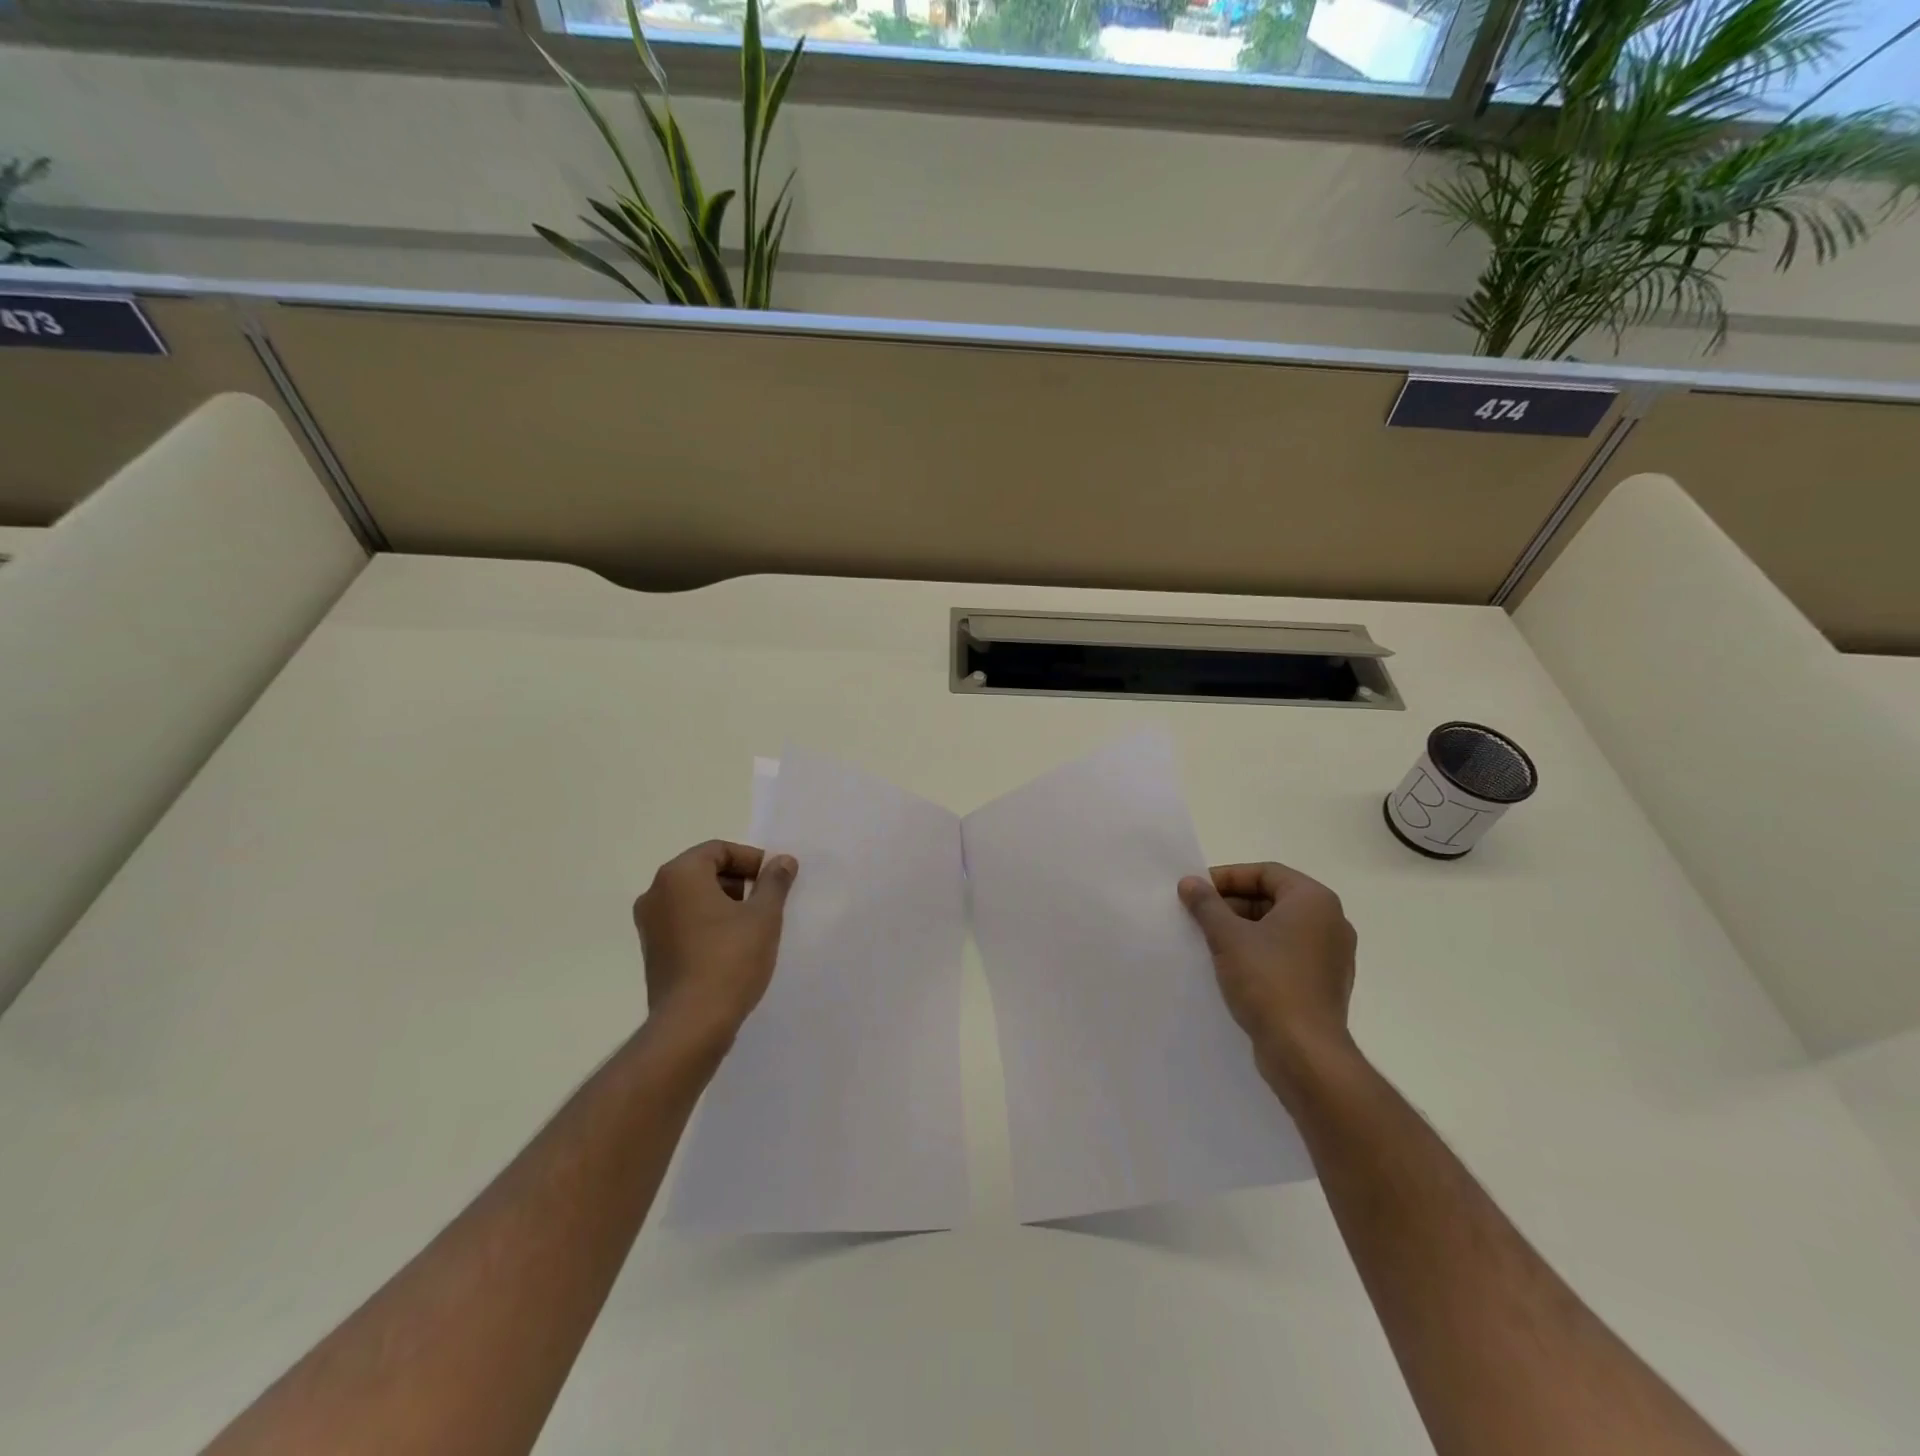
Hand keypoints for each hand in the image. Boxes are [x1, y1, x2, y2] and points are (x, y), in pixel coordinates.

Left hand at [634, 841, 796, 1044]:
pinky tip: (733, 947)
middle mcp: (656, 893)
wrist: (692, 1024)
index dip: (752, 860)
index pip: (719, 850)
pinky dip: (708, 924)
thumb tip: (782, 860)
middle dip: (739, 881)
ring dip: (725, 904)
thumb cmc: (730, 959)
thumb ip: (774, 882)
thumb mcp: (764, 916)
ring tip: (754, 926)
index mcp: (679, 875)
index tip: (776, 880)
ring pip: (693, 899)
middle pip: (704, 871)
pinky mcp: (653, 952)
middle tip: (768, 902)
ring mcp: (650, 925)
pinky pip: (684, 923)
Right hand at [1179, 862, 1357, 1100]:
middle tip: (1198, 915)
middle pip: (1273, 898)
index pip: (1266, 872)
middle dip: (1232, 904)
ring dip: (1242, 929)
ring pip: (1279, 928)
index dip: (1227, 877)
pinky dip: (1259, 952)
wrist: (1305, 1052)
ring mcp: (1331, 955)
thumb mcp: (1227, 936)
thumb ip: (1206, 904)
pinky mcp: (1324, 983)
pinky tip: (1231, 967)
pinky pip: (1287, 954)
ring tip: (1208, 940)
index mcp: (1314, 901)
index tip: (1197, 891)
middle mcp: (1331, 921)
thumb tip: (1189, 882)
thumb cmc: (1268, 981)